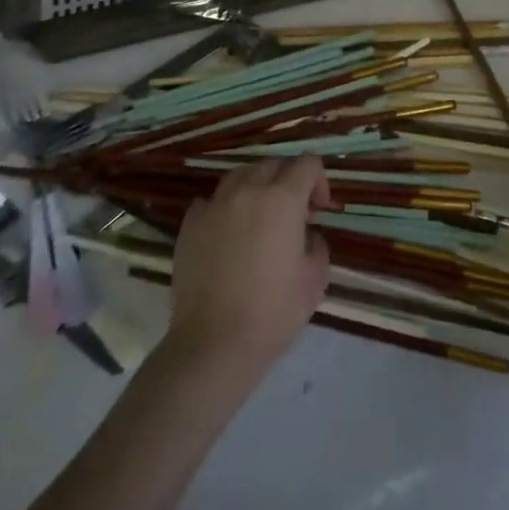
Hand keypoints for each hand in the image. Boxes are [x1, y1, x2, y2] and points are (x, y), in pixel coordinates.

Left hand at [167, 157, 332, 372]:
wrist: (213, 345)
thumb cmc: (273, 312)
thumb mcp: (315, 279)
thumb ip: (316, 244)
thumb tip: (304, 235)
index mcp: (283, 199)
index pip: (307, 164)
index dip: (319, 181)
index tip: (319, 210)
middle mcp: (248, 191)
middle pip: (274, 164)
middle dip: (289, 180)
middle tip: (293, 213)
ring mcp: (215, 206)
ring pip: (240, 175)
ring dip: (256, 186)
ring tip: (259, 216)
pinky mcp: (189, 226)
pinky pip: (211, 201)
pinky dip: (224, 208)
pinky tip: (227, 232)